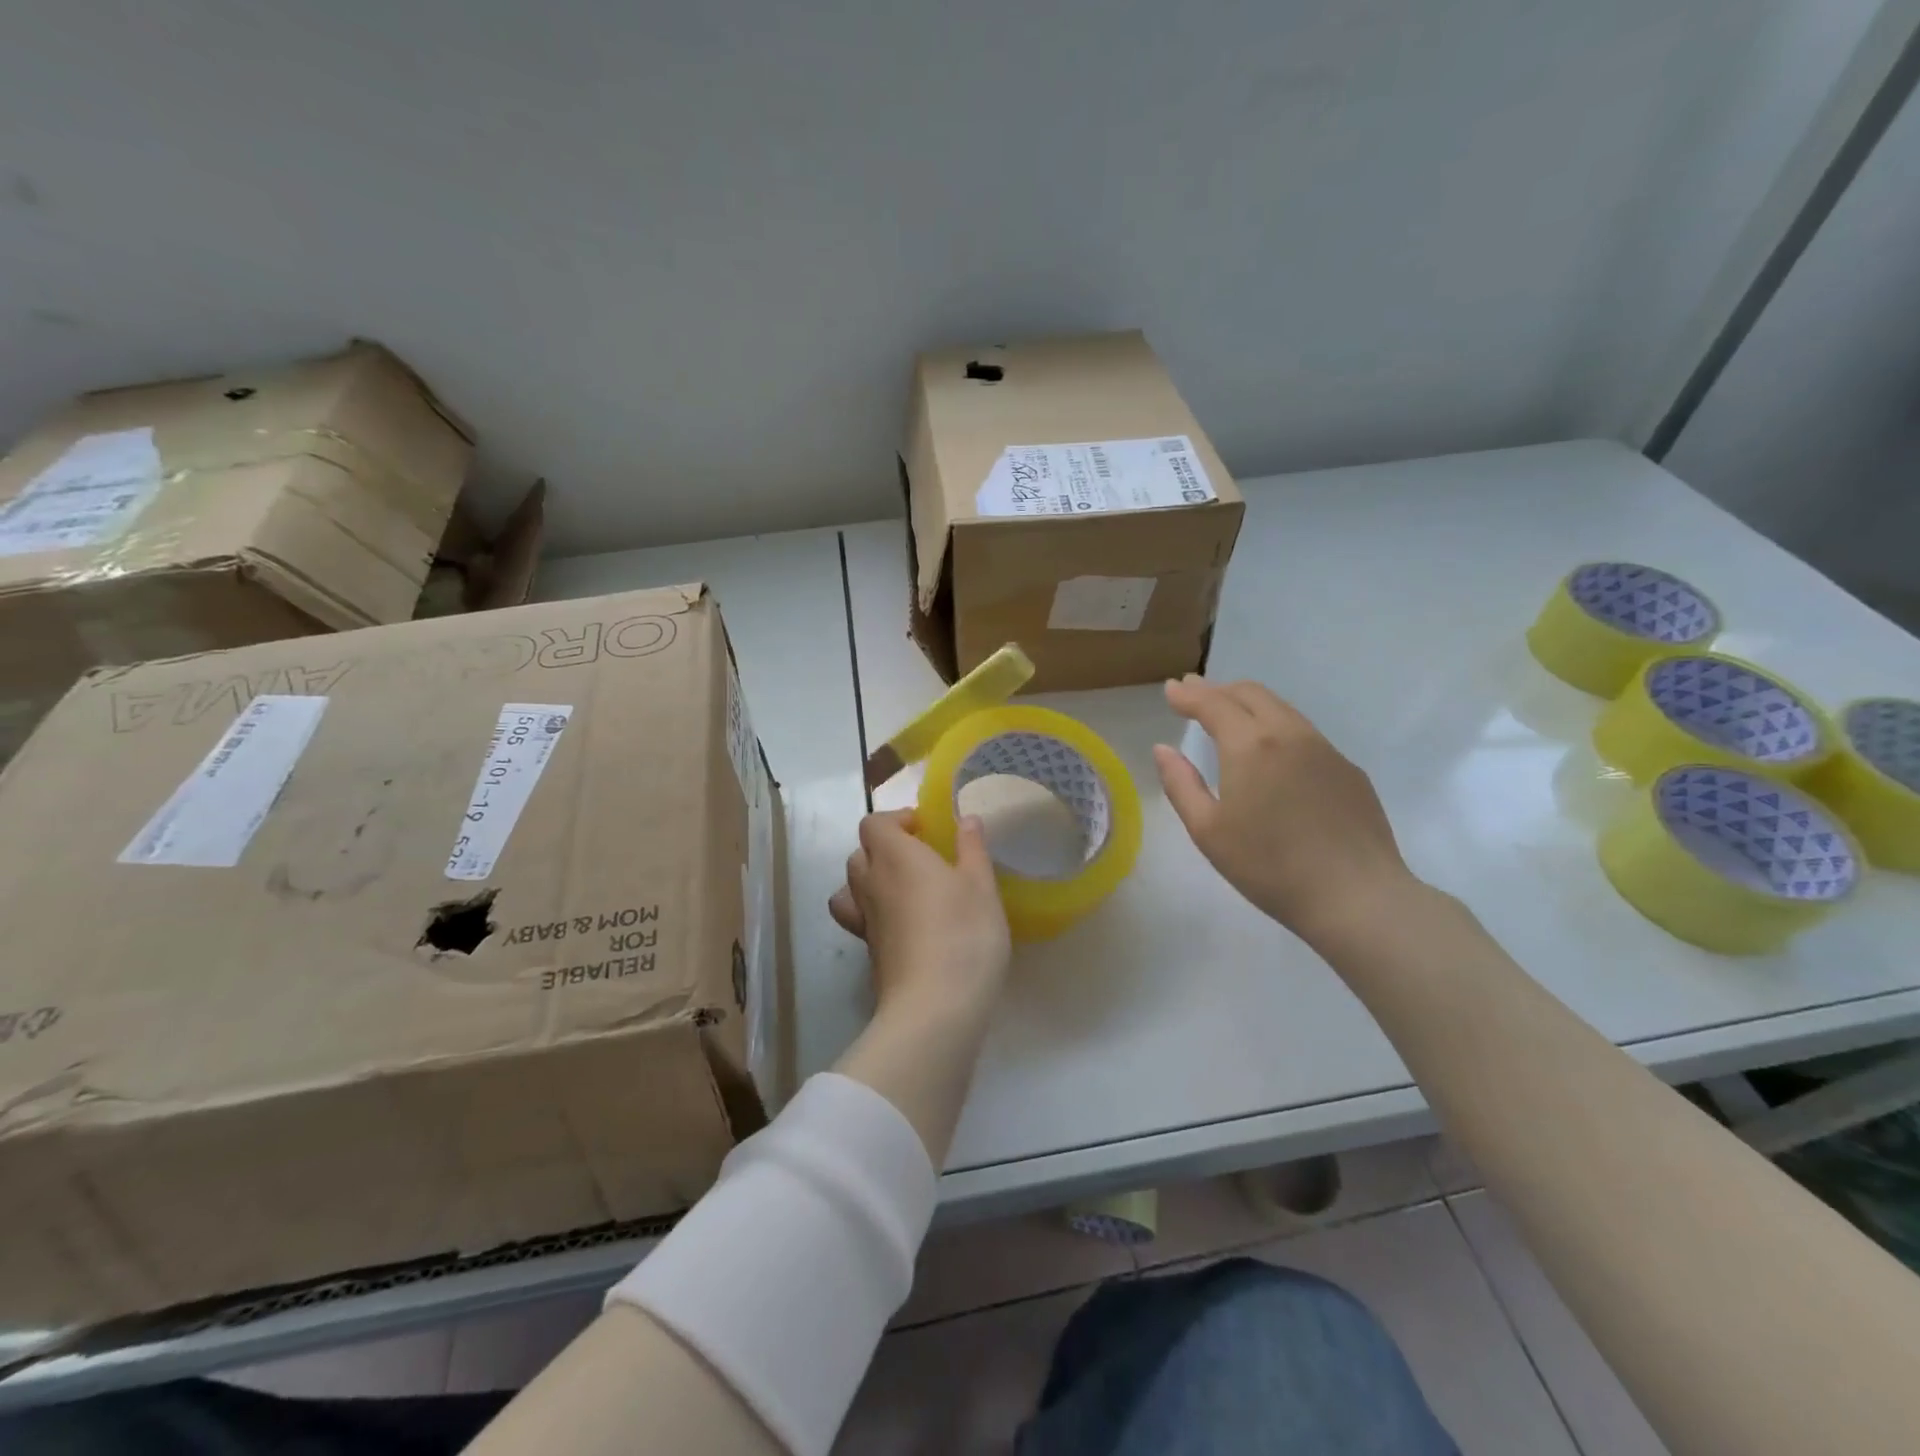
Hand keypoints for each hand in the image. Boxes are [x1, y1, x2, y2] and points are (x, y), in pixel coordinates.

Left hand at [829, 809, 1011, 1021]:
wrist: (934, 1006)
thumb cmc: (964, 934)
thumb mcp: (981, 886)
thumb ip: (972, 849)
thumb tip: (966, 819)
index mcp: (895, 856)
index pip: (874, 823)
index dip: (896, 820)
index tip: (925, 830)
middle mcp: (870, 883)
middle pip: (859, 853)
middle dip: (884, 848)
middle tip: (920, 858)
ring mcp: (864, 921)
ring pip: (851, 887)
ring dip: (871, 880)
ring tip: (905, 890)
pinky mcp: (868, 952)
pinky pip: (859, 919)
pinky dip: (874, 913)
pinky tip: (903, 926)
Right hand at [1153, 676, 1415, 942]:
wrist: (1356, 897)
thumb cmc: (1269, 866)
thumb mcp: (1208, 831)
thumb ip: (1180, 784)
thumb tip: (1163, 749)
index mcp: (1250, 746)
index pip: (1213, 704)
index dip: (1188, 694)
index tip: (1171, 689)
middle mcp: (1289, 735)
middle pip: (1251, 694)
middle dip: (1219, 689)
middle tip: (1195, 692)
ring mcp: (1325, 750)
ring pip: (1282, 710)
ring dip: (1249, 704)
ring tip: (1230, 713)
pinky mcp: (1348, 771)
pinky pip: (1305, 734)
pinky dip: (1277, 727)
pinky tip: (1273, 752)